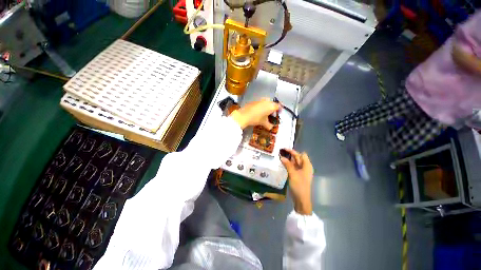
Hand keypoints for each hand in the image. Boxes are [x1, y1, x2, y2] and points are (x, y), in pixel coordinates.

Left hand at [230, 98, 280, 128]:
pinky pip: (260, 102)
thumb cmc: (256, 119)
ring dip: (267, 106)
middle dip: (273, 108)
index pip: (278, 106)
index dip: (279, 110)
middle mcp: (267, 101)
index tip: (279, 113)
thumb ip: (269, 125)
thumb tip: (271, 127)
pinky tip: (258, 111)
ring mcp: (260, 100)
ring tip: (265, 112)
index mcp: (271, 106)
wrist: (243, 115)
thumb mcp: (263, 123)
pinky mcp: (254, 100)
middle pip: (272, 103)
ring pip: (266, 102)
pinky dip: (261, 106)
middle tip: (271, 113)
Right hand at [280, 149, 313, 214]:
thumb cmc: (299, 186)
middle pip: (297, 158)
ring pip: (294, 162)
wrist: (301, 199)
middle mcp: (305, 167)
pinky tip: (282, 163)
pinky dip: (288, 164)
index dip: (293, 151)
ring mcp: (301, 171)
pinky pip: (293, 167)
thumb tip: (281, 157)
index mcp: (307, 165)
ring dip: (288, 159)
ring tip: (279, 156)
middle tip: (280, 151)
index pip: (301, 154)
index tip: (284, 149)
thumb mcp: (293, 174)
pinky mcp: (297, 175)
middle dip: (289, 154)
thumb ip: (287, 164)